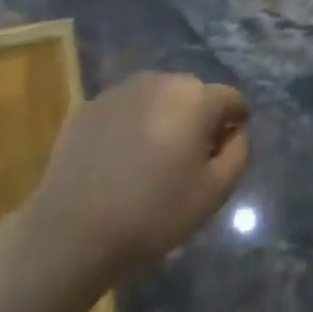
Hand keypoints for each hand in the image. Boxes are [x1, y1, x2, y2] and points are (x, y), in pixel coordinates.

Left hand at [24, 72, 249, 275]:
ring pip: (157, 97)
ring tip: (154, 158)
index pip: (231, 99)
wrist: (75, 229)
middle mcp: (157, 82)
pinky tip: (122, 159)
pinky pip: (126, 109)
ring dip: (165, 118)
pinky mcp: (88, 107)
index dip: (234, 124)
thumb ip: (238, 152)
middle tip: (189, 159)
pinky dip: (133, 124)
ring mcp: (118, 92)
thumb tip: (234, 132)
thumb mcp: (216, 191)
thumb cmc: (155, 212)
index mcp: (194, 100)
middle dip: (198, 118)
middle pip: (193, 93)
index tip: (223, 153)